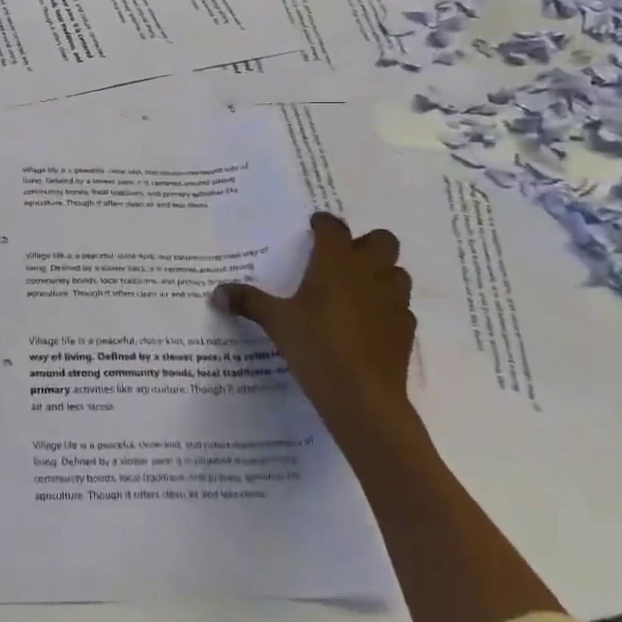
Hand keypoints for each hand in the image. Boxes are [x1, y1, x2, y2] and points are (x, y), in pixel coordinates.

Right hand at [212, 211, 416, 431]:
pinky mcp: (406, 330)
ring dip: (382, 273)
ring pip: (398, 272)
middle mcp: (370, 274)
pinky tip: (369, 322)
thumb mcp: (275, 322)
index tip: (314, 226)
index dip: (325, 223)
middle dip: (366, 243)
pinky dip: (387, 308)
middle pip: (383, 241)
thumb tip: (216, 293)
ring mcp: (393, 302)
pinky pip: (401, 308)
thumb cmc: (316, 347)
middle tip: (343, 257)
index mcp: (336, 264)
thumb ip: (247, 302)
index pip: (335, 229)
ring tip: (359, 287)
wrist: (363, 397)